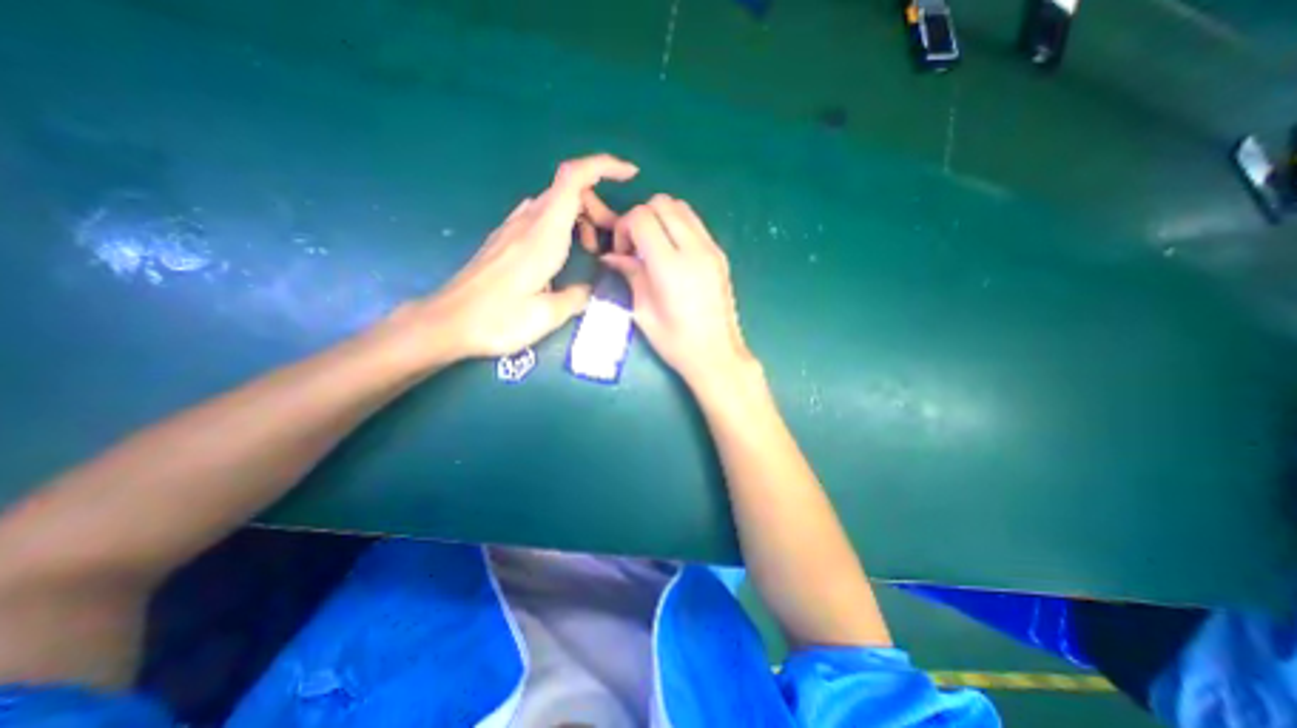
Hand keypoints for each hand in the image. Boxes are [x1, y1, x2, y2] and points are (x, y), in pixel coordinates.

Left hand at [376, 155, 635, 368]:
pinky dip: (563, 226)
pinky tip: (564, 254)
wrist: (448, 322)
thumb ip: (577, 298)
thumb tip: (590, 290)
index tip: (630, 174)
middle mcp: (528, 221)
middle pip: (570, 190)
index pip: (574, 179)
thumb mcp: (547, 316)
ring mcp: (513, 227)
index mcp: (543, 234)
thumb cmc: (498, 320)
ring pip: (556, 204)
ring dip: (582, 218)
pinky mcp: (506, 238)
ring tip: (591, 251)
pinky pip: (541, 217)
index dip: (604, 166)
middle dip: (599, 208)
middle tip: (611, 242)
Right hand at [603, 193, 756, 387]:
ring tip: (652, 248)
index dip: (624, 227)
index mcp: (670, 266)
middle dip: (640, 218)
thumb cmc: (676, 342)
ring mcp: (711, 249)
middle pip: (661, 203)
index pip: (642, 217)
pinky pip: (695, 223)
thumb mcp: (643, 312)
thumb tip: (612, 256)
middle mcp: (694, 249)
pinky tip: (671, 253)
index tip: (622, 252)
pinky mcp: (720, 254)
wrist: (717, 354)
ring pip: (680, 207)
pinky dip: (677, 226)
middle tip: (635, 247)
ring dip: (660, 218)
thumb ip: (630, 275)